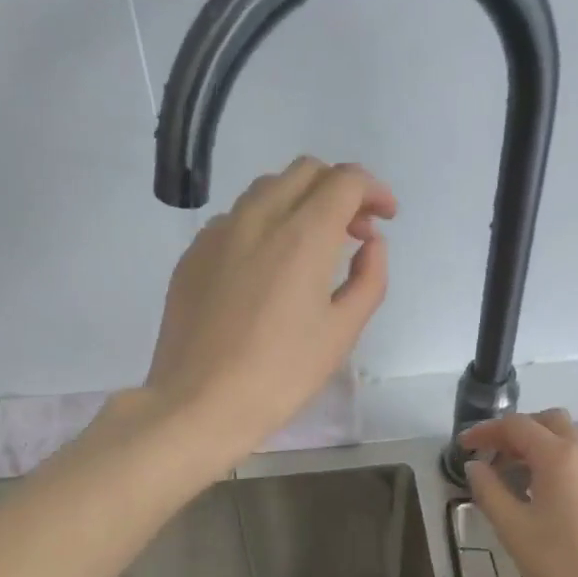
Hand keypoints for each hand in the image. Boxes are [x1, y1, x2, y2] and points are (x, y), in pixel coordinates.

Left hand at [142, 156, 393, 463]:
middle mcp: (257, 218)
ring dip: (299, 202)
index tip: (386, 216)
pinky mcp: (192, 255)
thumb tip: (370, 243)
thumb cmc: (280, 376)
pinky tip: (267, 268)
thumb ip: (369, 278)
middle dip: (338, 189)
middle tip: (353, 231)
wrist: (199, 404)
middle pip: (305, 172)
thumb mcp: (341, 333)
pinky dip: (263, 225)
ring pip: (266, 190)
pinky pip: (235, 220)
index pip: (345, 181)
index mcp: (302, 236)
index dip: (373, 190)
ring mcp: (217, 233)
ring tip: (311, 247)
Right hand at [461, 410, 577, 576]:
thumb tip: (476, 467)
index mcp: (559, 457)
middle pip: (549, 422)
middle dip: (517, 432)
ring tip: (517, 479)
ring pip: (571, 441)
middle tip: (494, 457)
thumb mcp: (513, 528)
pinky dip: (561, 464)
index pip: (517, 426)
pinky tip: (548, 496)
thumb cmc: (561, 562)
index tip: (464, 448)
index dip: (486, 432)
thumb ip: (489, 491)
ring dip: (540, 447)